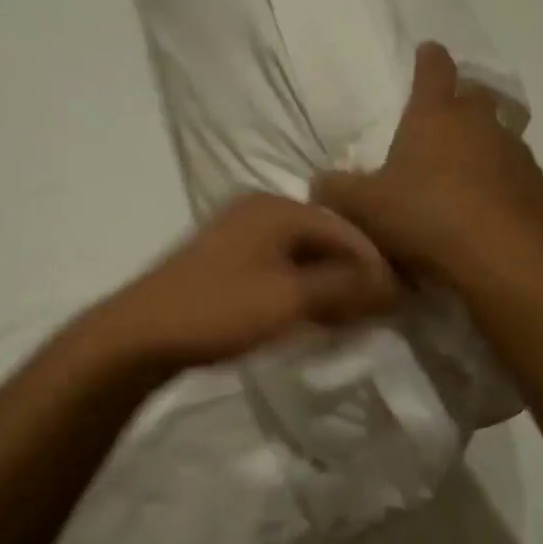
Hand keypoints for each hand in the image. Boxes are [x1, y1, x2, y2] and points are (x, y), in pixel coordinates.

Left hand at [94, 192, 401, 371]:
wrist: (142, 334)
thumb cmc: (219, 310)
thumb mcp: (289, 299)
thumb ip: (343, 286)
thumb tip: (390, 282)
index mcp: (274, 208)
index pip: (343, 227)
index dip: (374, 261)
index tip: (400, 297)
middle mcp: (257, 212)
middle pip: (322, 238)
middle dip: (352, 274)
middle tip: (378, 310)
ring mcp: (237, 236)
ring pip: (300, 256)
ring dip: (327, 285)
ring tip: (351, 318)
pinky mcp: (224, 263)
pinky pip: (278, 270)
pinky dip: (301, 290)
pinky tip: (312, 316)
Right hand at [313, 42, 542, 278]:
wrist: (494, 256)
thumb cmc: (421, 216)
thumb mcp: (361, 206)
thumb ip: (335, 190)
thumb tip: (319, 182)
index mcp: (434, 116)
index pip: (433, 71)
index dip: (429, 59)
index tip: (428, 49)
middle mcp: (480, 124)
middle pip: (474, 97)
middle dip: (461, 99)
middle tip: (447, 115)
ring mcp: (514, 153)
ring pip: (501, 135)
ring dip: (485, 144)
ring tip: (468, 169)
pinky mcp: (537, 187)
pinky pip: (517, 175)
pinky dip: (504, 183)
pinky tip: (491, 206)